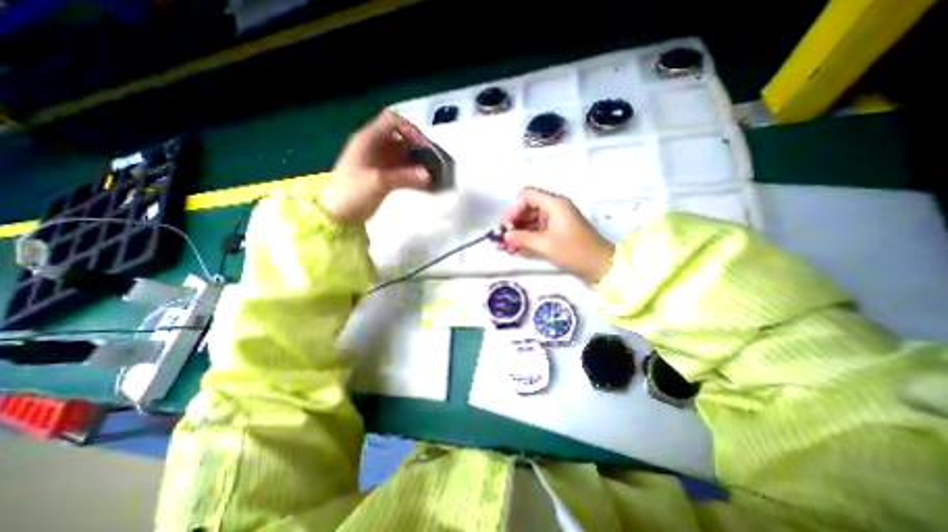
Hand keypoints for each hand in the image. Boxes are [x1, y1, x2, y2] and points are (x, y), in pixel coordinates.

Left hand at [326, 113, 430, 223]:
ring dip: (417, 159)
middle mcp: (374, 146)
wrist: (339, 214)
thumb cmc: (353, 193)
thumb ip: (405, 177)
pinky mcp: (383, 173)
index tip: (425, 146)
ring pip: (403, 152)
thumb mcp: (378, 182)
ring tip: (431, 170)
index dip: (410, 129)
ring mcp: (379, 160)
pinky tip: (423, 181)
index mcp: (368, 139)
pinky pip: (402, 167)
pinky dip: (413, 171)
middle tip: (432, 159)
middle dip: (417, 145)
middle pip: (400, 136)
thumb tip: (429, 175)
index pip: (392, 121)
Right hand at [503, 187, 614, 285]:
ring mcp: (557, 219)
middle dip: (514, 221)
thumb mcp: (545, 245)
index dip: (513, 208)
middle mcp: (555, 207)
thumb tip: (505, 237)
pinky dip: (528, 236)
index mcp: (554, 204)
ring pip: (532, 219)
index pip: (527, 195)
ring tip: (508, 246)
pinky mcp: (558, 229)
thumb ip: (522, 239)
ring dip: (519, 230)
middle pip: (528, 207)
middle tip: (504, 238)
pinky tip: (519, 247)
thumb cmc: (574, 251)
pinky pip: (538, 228)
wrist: (600, 264)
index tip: (505, 225)